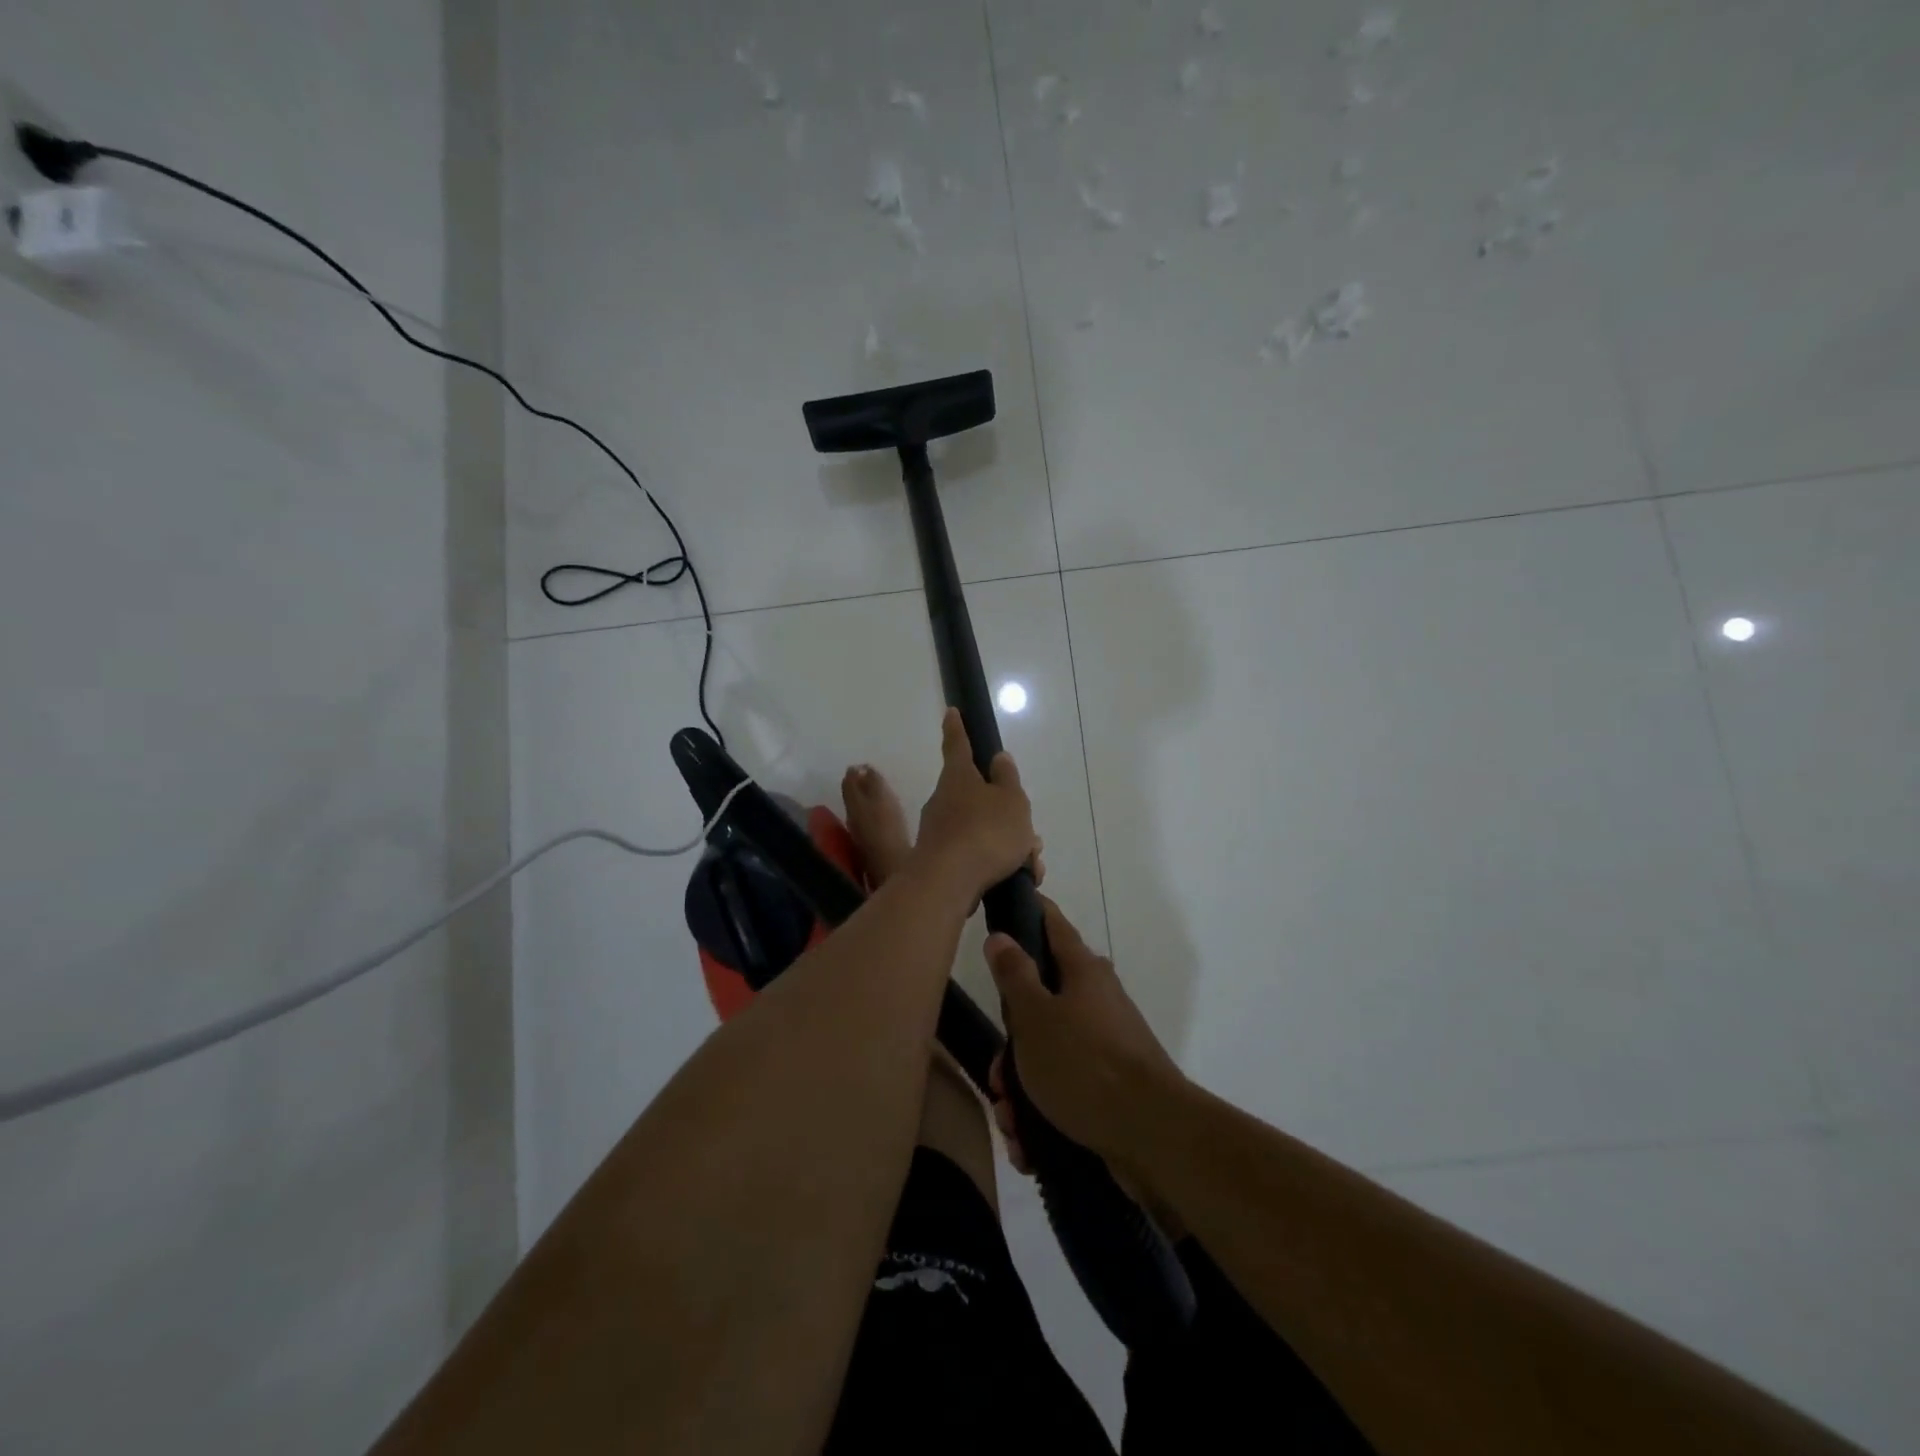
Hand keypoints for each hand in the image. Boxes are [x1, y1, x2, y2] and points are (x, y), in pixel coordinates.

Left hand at [906, 709, 1036, 905]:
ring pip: (985, 831)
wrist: (948, 884)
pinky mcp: (942, 862)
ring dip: (1011, 846)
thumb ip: (1008, 779)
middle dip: (1008, 816)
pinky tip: (1019, 879)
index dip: (957, 728)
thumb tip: (999, 759)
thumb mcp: (1011, 801)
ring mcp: (940, 832)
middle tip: (1031, 837)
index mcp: (959, 777)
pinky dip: (1000, 865)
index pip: (957, 744)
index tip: (951, 712)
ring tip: (1031, 865)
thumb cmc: (985, 833)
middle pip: (981, 799)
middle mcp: (944, 800)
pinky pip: (978, 856)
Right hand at [984, 899, 1183, 1168]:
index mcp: (1083, 972)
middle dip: (1011, 1044)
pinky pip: (1065, 1090)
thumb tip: (1002, 936)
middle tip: (998, 1076)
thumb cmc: (1084, 1064)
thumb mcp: (1034, 1017)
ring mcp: (1107, 1044)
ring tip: (1012, 1122)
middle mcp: (1097, 1000)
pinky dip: (1043, 1113)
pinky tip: (1029, 1144)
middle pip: (1041, 1004)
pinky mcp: (1111, 1086)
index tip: (1007, 906)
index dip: (1030, 911)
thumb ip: (1014, 975)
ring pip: (1048, 1054)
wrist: (1152, 1136)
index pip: (1052, 924)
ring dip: (1022, 1088)